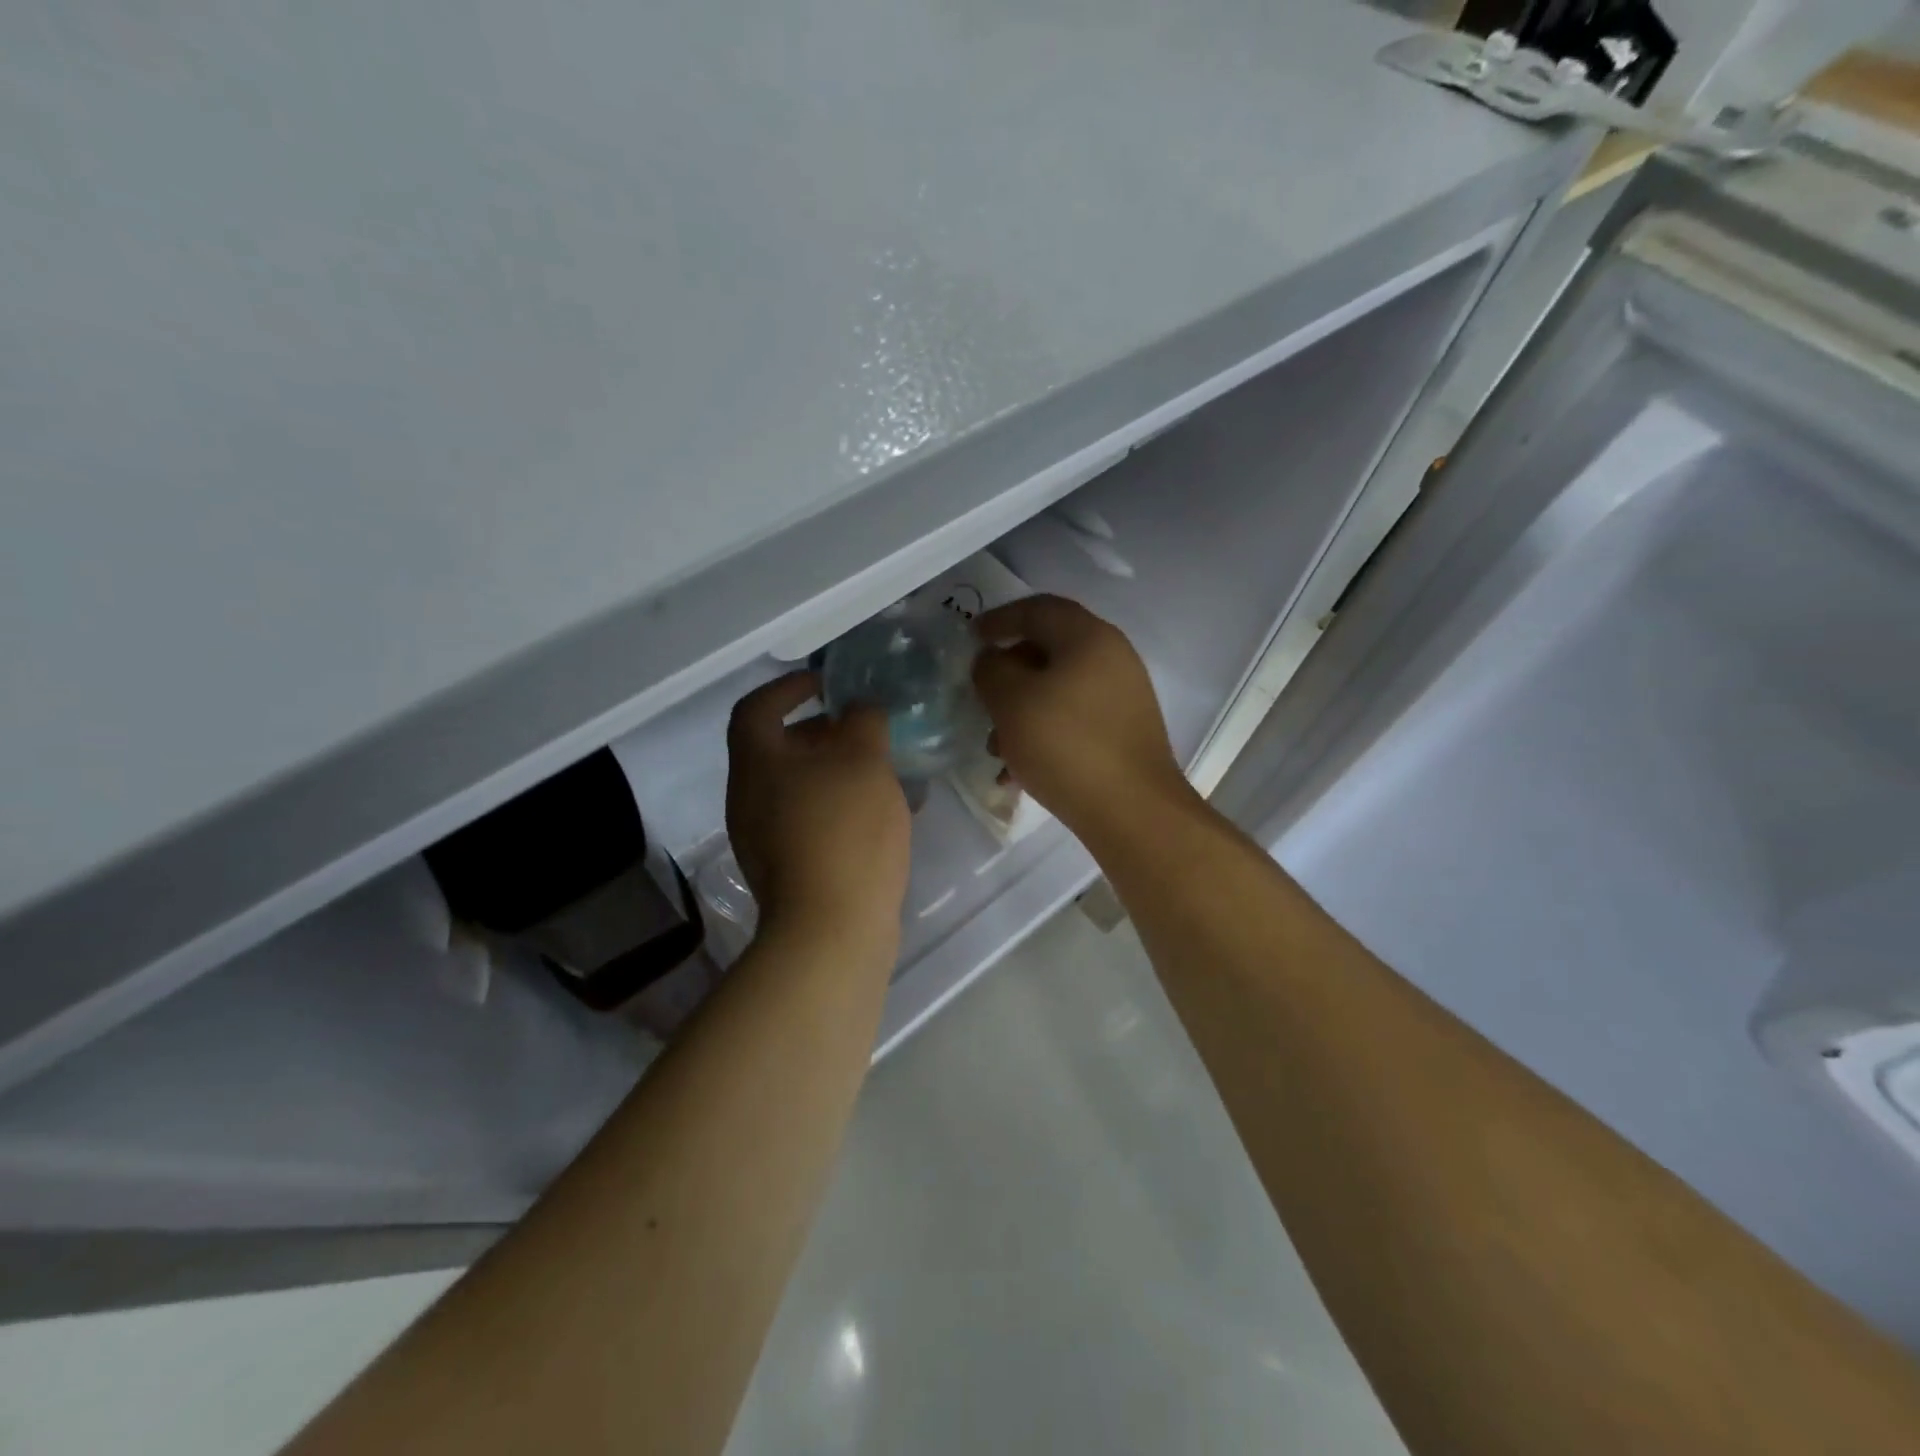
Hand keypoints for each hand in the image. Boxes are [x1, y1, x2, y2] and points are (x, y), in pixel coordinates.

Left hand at [725, 671, 910, 951]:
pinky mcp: (788, 869)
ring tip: (883, 768)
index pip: (757, 708)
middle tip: (864, 727)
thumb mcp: (864, 761)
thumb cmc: (844, 831)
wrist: (832, 930)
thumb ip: (863, 721)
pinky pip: (811, 820)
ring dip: (836, 770)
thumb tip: (861, 710)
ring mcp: (765, 838)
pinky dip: (840, 805)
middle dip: (822, 731)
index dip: (788, 687)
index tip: (826, 682)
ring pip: (799, 786)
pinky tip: (882, 812)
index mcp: (756, 765)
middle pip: (779, 749)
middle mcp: (749, 799)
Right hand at [971, 595, 1190, 839]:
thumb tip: (992, 660)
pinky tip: (1019, 773)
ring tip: (995, 749)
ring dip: (1021, 712)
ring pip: (1058, 691)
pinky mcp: (1124, 733)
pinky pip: (1073, 720)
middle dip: (1008, 675)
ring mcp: (1123, 698)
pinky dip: (1043, 734)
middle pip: (1049, 651)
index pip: (1039, 609)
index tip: (971, 637)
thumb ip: (991, 670)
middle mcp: (1113, 659)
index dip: (1000, 618)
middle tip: (981, 698)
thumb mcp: (1011, 702)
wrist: (1131, 811)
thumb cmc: (1065, 745)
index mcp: (1089, 638)